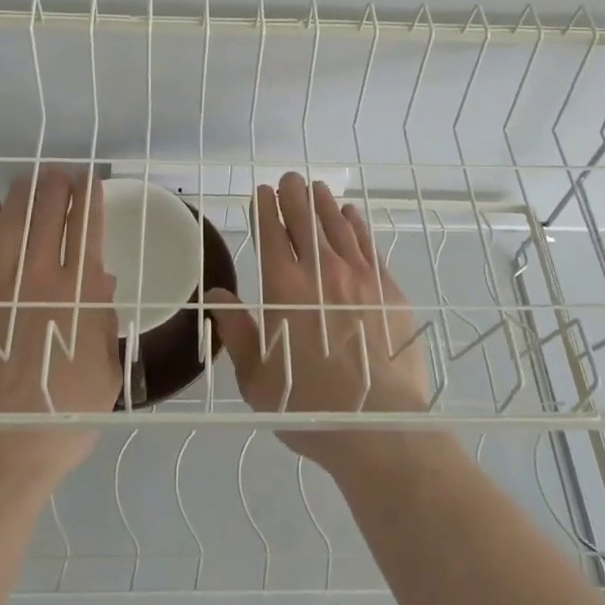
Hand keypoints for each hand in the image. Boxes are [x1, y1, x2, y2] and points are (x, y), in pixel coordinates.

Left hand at [0, 168, 119, 489]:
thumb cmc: (61, 420)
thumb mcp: (104, 372)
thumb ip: (104, 320)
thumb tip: (101, 280)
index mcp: (78, 294)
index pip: (86, 227)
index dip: (89, 197)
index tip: (90, 179)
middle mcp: (37, 277)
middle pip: (47, 212)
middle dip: (57, 184)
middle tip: (60, 172)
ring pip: (10, 220)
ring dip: (23, 193)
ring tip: (30, 181)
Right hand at [206, 172, 430, 468]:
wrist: (377, 426)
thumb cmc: (307, 405)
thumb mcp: (256, 377)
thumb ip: (237, 332)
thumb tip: (217, 297)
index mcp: (283, 288)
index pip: (272, 234)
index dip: (266, 208)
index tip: (262, 191)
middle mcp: (320, 271)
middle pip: (305, 221)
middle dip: (294, 195)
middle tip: (289, 179)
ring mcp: (358, 277)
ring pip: (337, 226)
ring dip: (324, 203)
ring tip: (317, 188)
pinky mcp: (388, 289)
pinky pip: (368, 245)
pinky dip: (356, 225)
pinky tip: (352, 215)